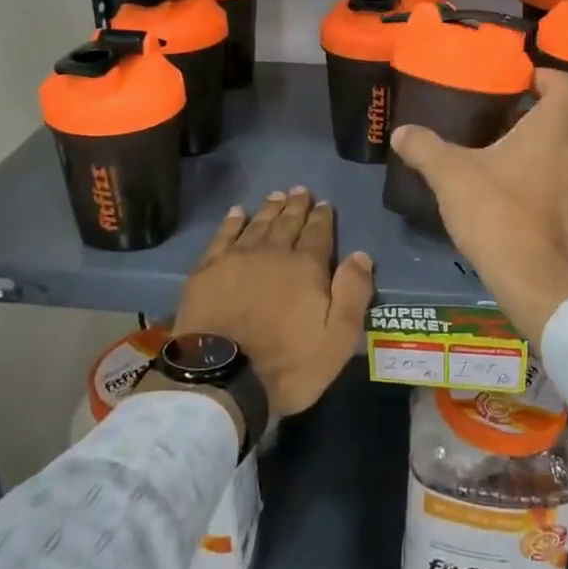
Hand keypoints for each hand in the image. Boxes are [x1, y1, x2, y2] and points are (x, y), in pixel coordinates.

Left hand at [170, 188, 374, 416]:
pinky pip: (222, 236)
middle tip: (300, 190)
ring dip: (269, 208)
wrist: (222, 378)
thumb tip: (360, 255)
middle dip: (296, 206)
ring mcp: (236, 258)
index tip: (324, 203)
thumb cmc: (288, 364)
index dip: (322, 217)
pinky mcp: (207, 270)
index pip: (318, 233)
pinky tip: (236, 213)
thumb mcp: (338, 338)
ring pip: (257, 224)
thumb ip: (353, 293)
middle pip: (287, 223)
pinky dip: (232, 222)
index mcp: (306, 267)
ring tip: (276, 195)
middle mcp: (272, 252)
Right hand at [390, 69, 567, 341]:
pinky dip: (544, 180)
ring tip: (502, 157)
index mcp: (553, 130)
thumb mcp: (451, 177)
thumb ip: (425, 148)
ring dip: (540, 149)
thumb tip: (401, 132)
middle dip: (535, 115)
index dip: (550, 76)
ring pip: (565, 153)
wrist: (536, 283)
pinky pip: (564, 184)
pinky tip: (513, 196)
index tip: (523, 81)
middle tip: (500, 118)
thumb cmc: (497, 215)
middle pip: (565, 119)